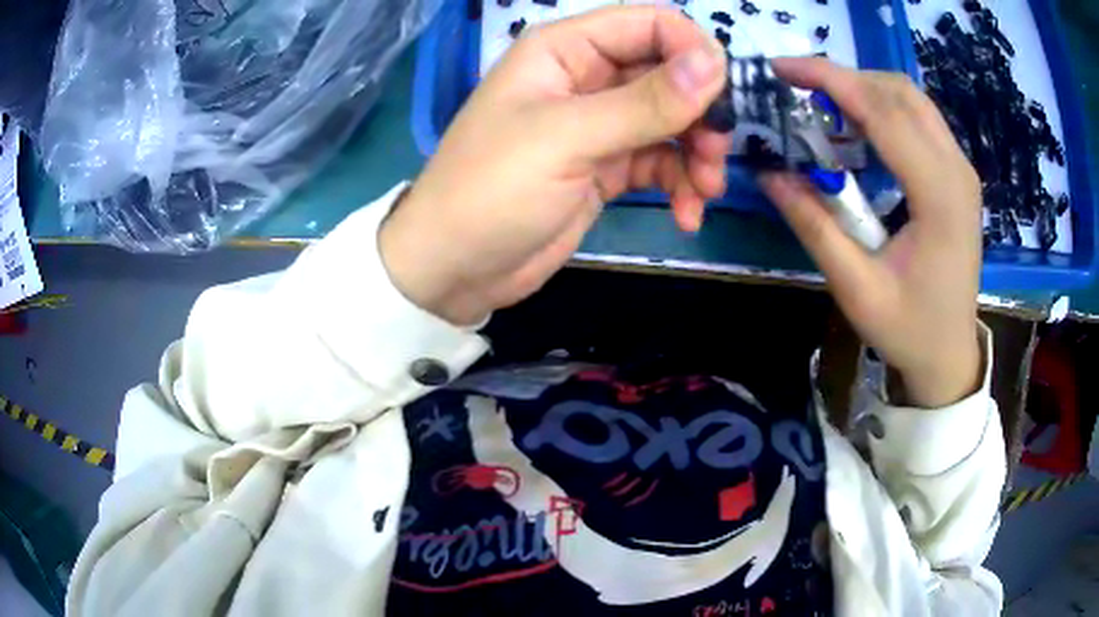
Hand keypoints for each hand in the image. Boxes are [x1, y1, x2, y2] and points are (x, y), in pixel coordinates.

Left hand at [380, 7, 729, 325]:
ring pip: (671, 121)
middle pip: (668, 74)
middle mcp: (586, 77)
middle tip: (714, 154)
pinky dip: (680, 184)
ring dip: (697, 153)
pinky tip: (687, 214)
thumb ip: (644, 102)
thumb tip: (714, 64)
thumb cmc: (492, 190)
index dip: (692, 50)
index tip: (721, 96)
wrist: (455, 268)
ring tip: (704, 191)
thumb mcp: (567, 139)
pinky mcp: (606, 167)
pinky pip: (660, 162)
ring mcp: (598, 124)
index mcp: (565, 50)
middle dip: (700, 112)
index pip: (648, 25)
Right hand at [761, 58, 982, 407]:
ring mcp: (962, 170)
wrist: (951, 354)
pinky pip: (920, 118)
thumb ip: (815, 226)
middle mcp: (958, 171)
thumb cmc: (909, 330)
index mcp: (940, 198)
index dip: (830, 80)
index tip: (782, 68)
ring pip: (912, 98)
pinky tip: (860, 127)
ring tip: (824, 105)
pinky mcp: (959, 174)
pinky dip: (884, 108)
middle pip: (899, 92)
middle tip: (798, 89)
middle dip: (845, 78)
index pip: (884, 112)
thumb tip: (769, 173)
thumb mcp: (856, 288)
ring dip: (865, 89)